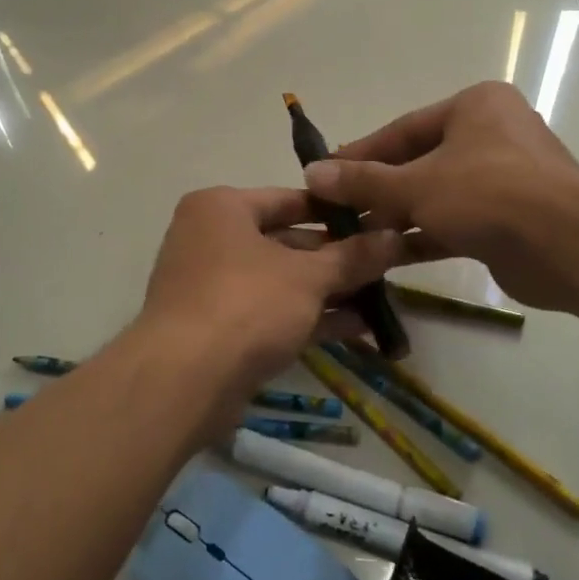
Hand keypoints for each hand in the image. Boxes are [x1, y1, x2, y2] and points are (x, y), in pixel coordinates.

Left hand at [138, 186, 404, 418]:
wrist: (184, 381)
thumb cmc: (246, 303)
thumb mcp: (308, 276)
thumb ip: (353, 256)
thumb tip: (395, 237)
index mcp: (222, 207)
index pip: (289, 198)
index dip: (336, 211)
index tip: (377, 221)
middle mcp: (211, 239)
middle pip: (286, 241)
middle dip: (337, 258)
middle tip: (385, 264)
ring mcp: (211, 286)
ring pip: (281, 281)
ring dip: (328, 291)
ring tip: (380, 299)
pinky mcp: (217, 329)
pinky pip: (270, 313)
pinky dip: (308, 318)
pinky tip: (356, 328)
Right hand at [304, 81, 578, 313]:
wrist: (569, 245)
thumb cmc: (489, 193)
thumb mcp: (416, 184)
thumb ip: (364, 182)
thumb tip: (312, 174)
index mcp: (474, 107)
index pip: (403, 129)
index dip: (361, 154)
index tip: (325, 175)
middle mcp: (491, 135)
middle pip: (420, 162)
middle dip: (378, 190)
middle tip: (337, 211)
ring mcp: (504, 179)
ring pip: (438, 195)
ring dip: (398, 216)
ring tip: (354, 237)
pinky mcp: (510, 219)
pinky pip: (456, 222)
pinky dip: (424, 236)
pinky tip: (387, 256)